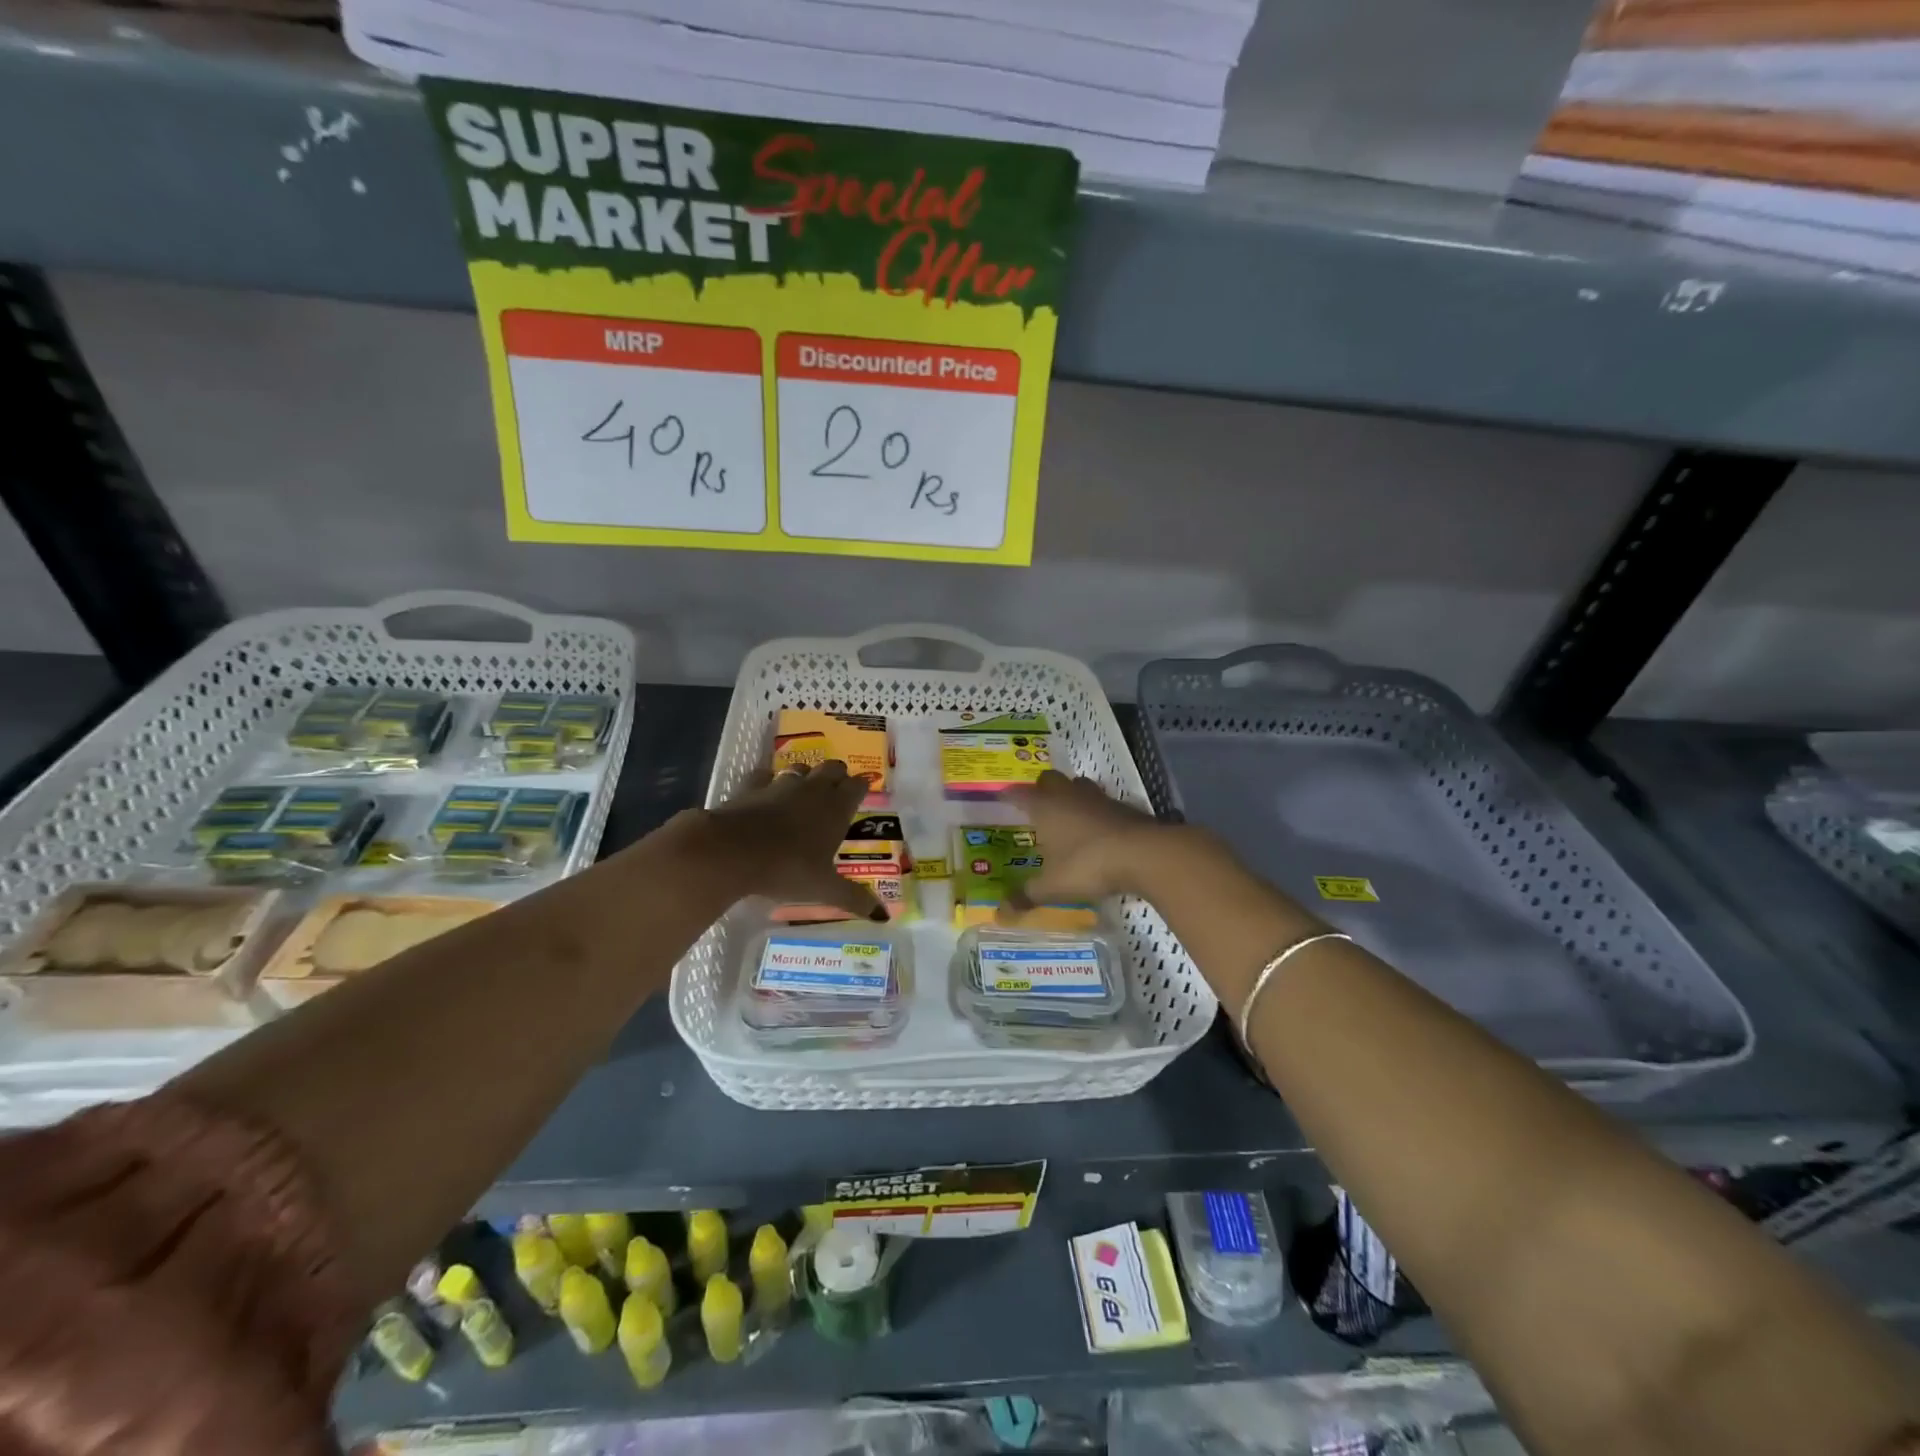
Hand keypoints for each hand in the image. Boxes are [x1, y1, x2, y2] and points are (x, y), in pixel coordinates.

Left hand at [700, 761, 885, 920]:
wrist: (732, 851)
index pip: (858, 785)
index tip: (862, 795)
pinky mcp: (752, 786)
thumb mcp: (824, 889)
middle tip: (837, 792)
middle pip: (833, 768)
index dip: (861, 788)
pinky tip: (766, 791)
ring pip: (801, 768)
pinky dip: (768, 780)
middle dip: (838, 776)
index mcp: (836, 808)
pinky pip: (764, 775)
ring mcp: (781, 784)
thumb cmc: (787, 868)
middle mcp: (813, 789)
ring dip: (807, 776)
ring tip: (805, 792)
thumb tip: (883, 916)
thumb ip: (854, 899)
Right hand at [1002, 771, 1178, 906]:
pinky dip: (1095, 811)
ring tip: (1066, 814)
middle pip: (1049, 780)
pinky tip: (1096, 830)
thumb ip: (1027, 897)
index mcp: (1045, 808)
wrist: (1144, 854)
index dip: (1008, 795)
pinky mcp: (1123, 807)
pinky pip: (1102, 802)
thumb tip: (1000, 914)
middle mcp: (1069, 796)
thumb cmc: (1088, 865)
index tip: (1000, 797)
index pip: (1019, 794)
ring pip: (1078, 786)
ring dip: (1071, 795)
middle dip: (1041, 788)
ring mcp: (1098, 798)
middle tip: (1036, 806)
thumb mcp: (1053, 887)